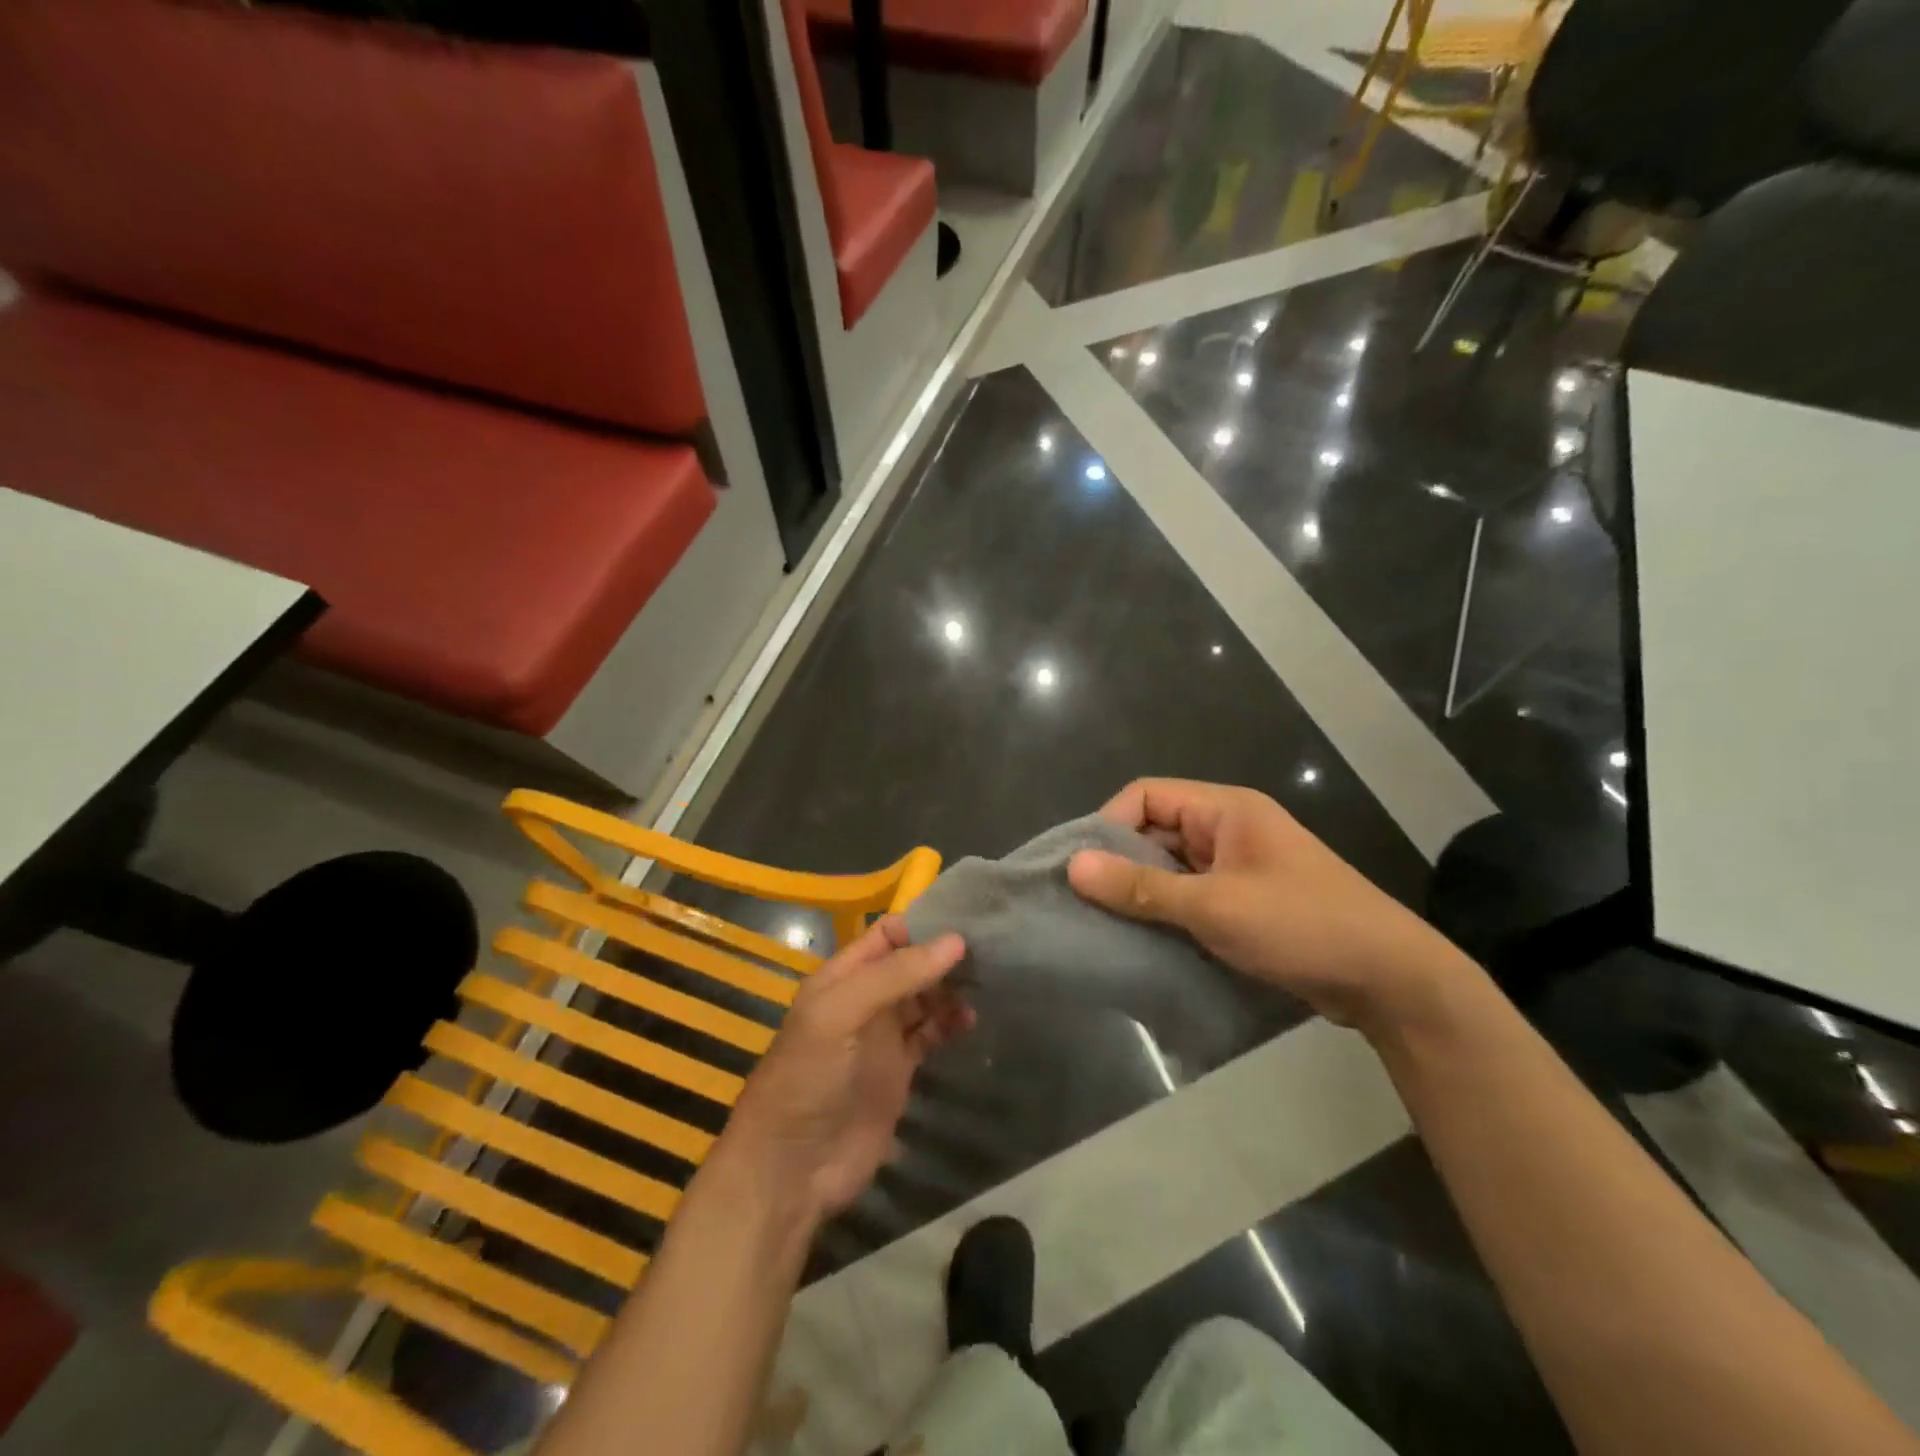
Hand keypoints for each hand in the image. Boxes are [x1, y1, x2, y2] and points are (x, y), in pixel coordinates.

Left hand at [719, 916, 972, 1222]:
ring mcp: (881, 1036)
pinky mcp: (899, 1071)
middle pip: (910, 965)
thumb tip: (955, 941)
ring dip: (951, 989)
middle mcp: (864, 1000)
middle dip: (943, 956)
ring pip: (924, 998)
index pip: (886, 935)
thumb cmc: (809, 1077)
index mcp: (841, 977)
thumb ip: (895, 975)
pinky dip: (950, 1024)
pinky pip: (930, 1035)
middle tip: (990, 950)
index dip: (921, 927)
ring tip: (986, 983)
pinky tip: (970, 1020)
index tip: (965, 923)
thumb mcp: (840, 1014)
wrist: (793, 1168)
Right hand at [1066, 778, 1472, 1034]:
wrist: (1389, 980)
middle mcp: (1228, 829)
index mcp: (1225, 809)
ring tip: (1105, 924)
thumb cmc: (1300, 925)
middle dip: (1120, 862)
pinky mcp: (1244, 903)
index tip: (1083, 868)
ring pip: (1170, 867)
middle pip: (1155, 830)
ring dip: (1141, 892)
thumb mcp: (1214, 906)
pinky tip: (1143, 940)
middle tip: (1085, 902)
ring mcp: (1237, 867)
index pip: (1146, 795)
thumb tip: (1073, 867)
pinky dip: (1165, 912)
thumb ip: (1141, 887)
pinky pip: (1189, 896)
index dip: (1109, 824)